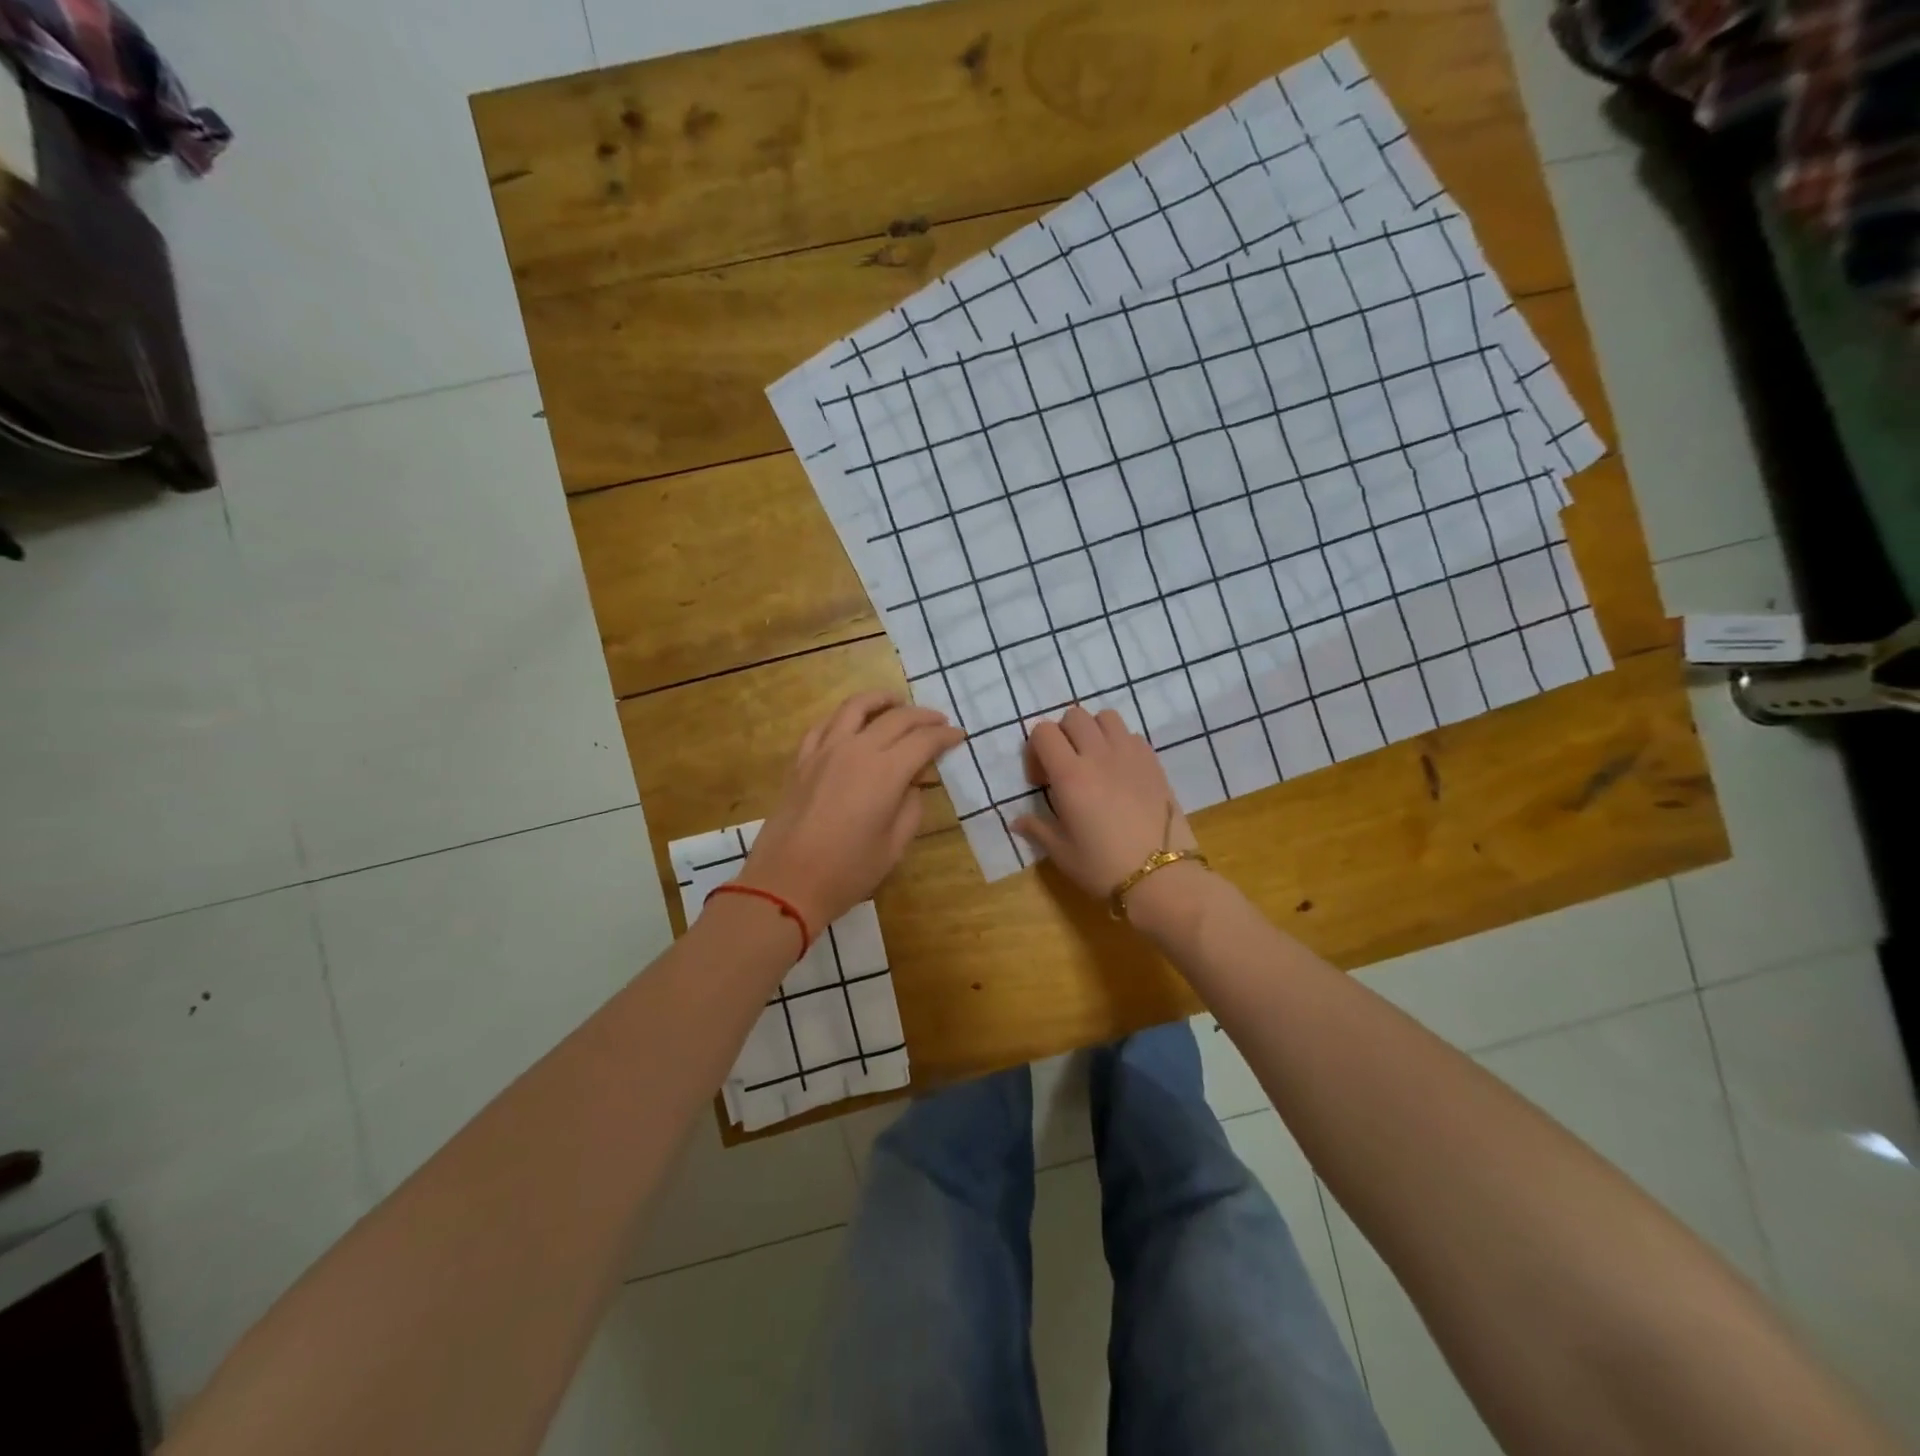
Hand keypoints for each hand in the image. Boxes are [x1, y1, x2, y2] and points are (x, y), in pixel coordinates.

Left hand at [738, 691, 964, 933]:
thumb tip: (910, 784)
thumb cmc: (847, 871)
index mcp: (885, 772)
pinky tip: (851, 722)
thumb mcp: (894, 846)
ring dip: (881, 699)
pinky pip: (825, 725)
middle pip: (896, 718)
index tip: (959, 735)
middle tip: (938, 721)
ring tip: (896, 701)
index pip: (923, 740)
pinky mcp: (801, 760)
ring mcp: (824, 751)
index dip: (945, 735)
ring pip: (855, 707)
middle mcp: (856, 750)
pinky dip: (844, 717)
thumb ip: (910, 807)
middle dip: (923, 716)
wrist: (786, 883)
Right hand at [1012, 704, 1197, 901]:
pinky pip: (1131, 734)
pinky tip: (1120, 772)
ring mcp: (1130, 755)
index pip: (1043, 732)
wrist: (1162, 877)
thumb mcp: (1062, 853)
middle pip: (1074, 716)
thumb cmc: (1104, 867)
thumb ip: (1038, 829)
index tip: (1041, 781)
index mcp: (1070, 776)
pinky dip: (1119, 743)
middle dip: (1062, 735)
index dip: (1035, 750)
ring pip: (1105, 717)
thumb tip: (1017, 821)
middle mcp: (1098, 755)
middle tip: (1065, 767)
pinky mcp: (1153, 762)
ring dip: (1093, 731)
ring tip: (1093, 761)